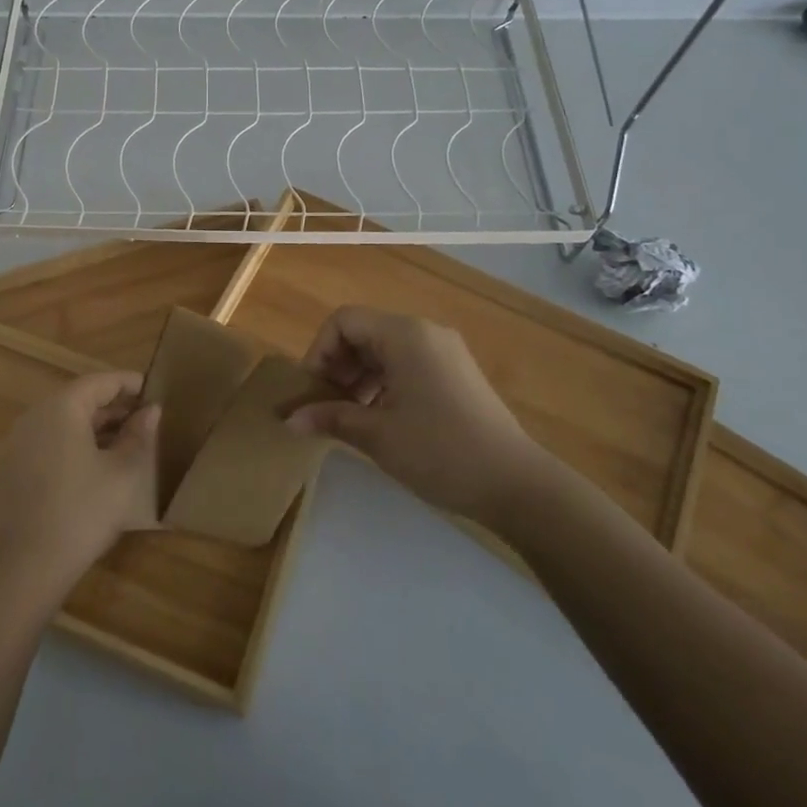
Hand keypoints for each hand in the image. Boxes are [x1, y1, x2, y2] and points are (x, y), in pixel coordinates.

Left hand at [0, 371, 158, 600]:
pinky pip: (53, 441)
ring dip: (99, 427)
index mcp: (62, 407)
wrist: (26, 564)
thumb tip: (151, 411)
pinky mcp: (16, 468)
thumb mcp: (123, 473)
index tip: (156, 391)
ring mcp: (22, 442)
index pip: (101, 382)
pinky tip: (102, 464)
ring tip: (131, 441)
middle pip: (81, 399)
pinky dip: (79, 443)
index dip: (130, 384)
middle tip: (148, 418)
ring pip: (67, 422)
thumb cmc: (82, 510)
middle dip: (116, 407)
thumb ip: (139, 436)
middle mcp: (37, 416)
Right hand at [287, 306, 550, 527]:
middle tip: (325, 407)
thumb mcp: (377, 435)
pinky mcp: (455, 374)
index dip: (318, 351)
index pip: (343, 321)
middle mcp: (425, 333)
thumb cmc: (440, 451)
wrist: (516, 485)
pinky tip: (379, 420)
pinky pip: (406, 365)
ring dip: (358, 378)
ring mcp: (444, 352)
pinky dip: (383, 384)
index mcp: (404, 335)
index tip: (312, 392)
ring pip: (384, 351)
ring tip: (349, 418)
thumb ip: (330, 418)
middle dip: (337, 366)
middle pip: (363, 333)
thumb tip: (289, 419)